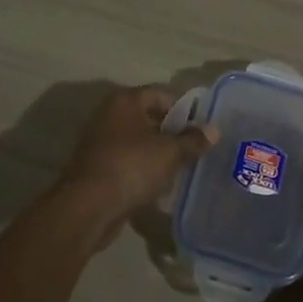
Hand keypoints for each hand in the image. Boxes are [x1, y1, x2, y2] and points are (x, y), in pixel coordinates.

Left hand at [58, 87, 215, 243]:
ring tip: (180, 169)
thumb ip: (192, 140)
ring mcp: (100, 142)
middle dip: (171, 133)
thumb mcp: (169, 152)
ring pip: (138, 142)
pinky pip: (127, 162)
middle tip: (194, 149)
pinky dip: (142, 170)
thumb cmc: (131, 167)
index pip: (161, 94)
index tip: (201, 128)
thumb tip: (214, 130)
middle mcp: (110, 115)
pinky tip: (158, 185)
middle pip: (149, 117)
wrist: (88, 207)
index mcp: (125, 101)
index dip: (184, 109)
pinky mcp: (97, 168)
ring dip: (157, 153)